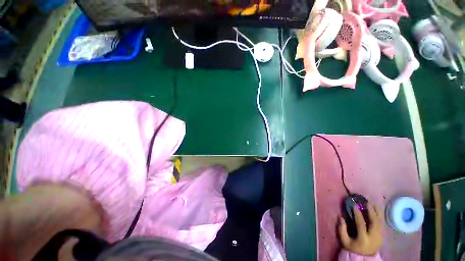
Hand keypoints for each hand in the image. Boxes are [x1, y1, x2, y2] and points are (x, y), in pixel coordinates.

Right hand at [338, 204, 382, 255]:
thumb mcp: (344, 241)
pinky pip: (382, 224)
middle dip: (371, 211)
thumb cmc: (353, 248)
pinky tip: (377, 210)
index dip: (358, 214)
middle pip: (374, 222)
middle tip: (366, 202)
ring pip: (380, 222)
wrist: (365, 257)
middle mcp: (373, 237)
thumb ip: (341, 229)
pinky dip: (380, 216)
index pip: (361, 224)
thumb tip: (340, 217)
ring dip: (377, 212)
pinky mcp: (382, 236)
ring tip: (373, 203)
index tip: (354, 205)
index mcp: (363, 239)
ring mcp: (379, 236)